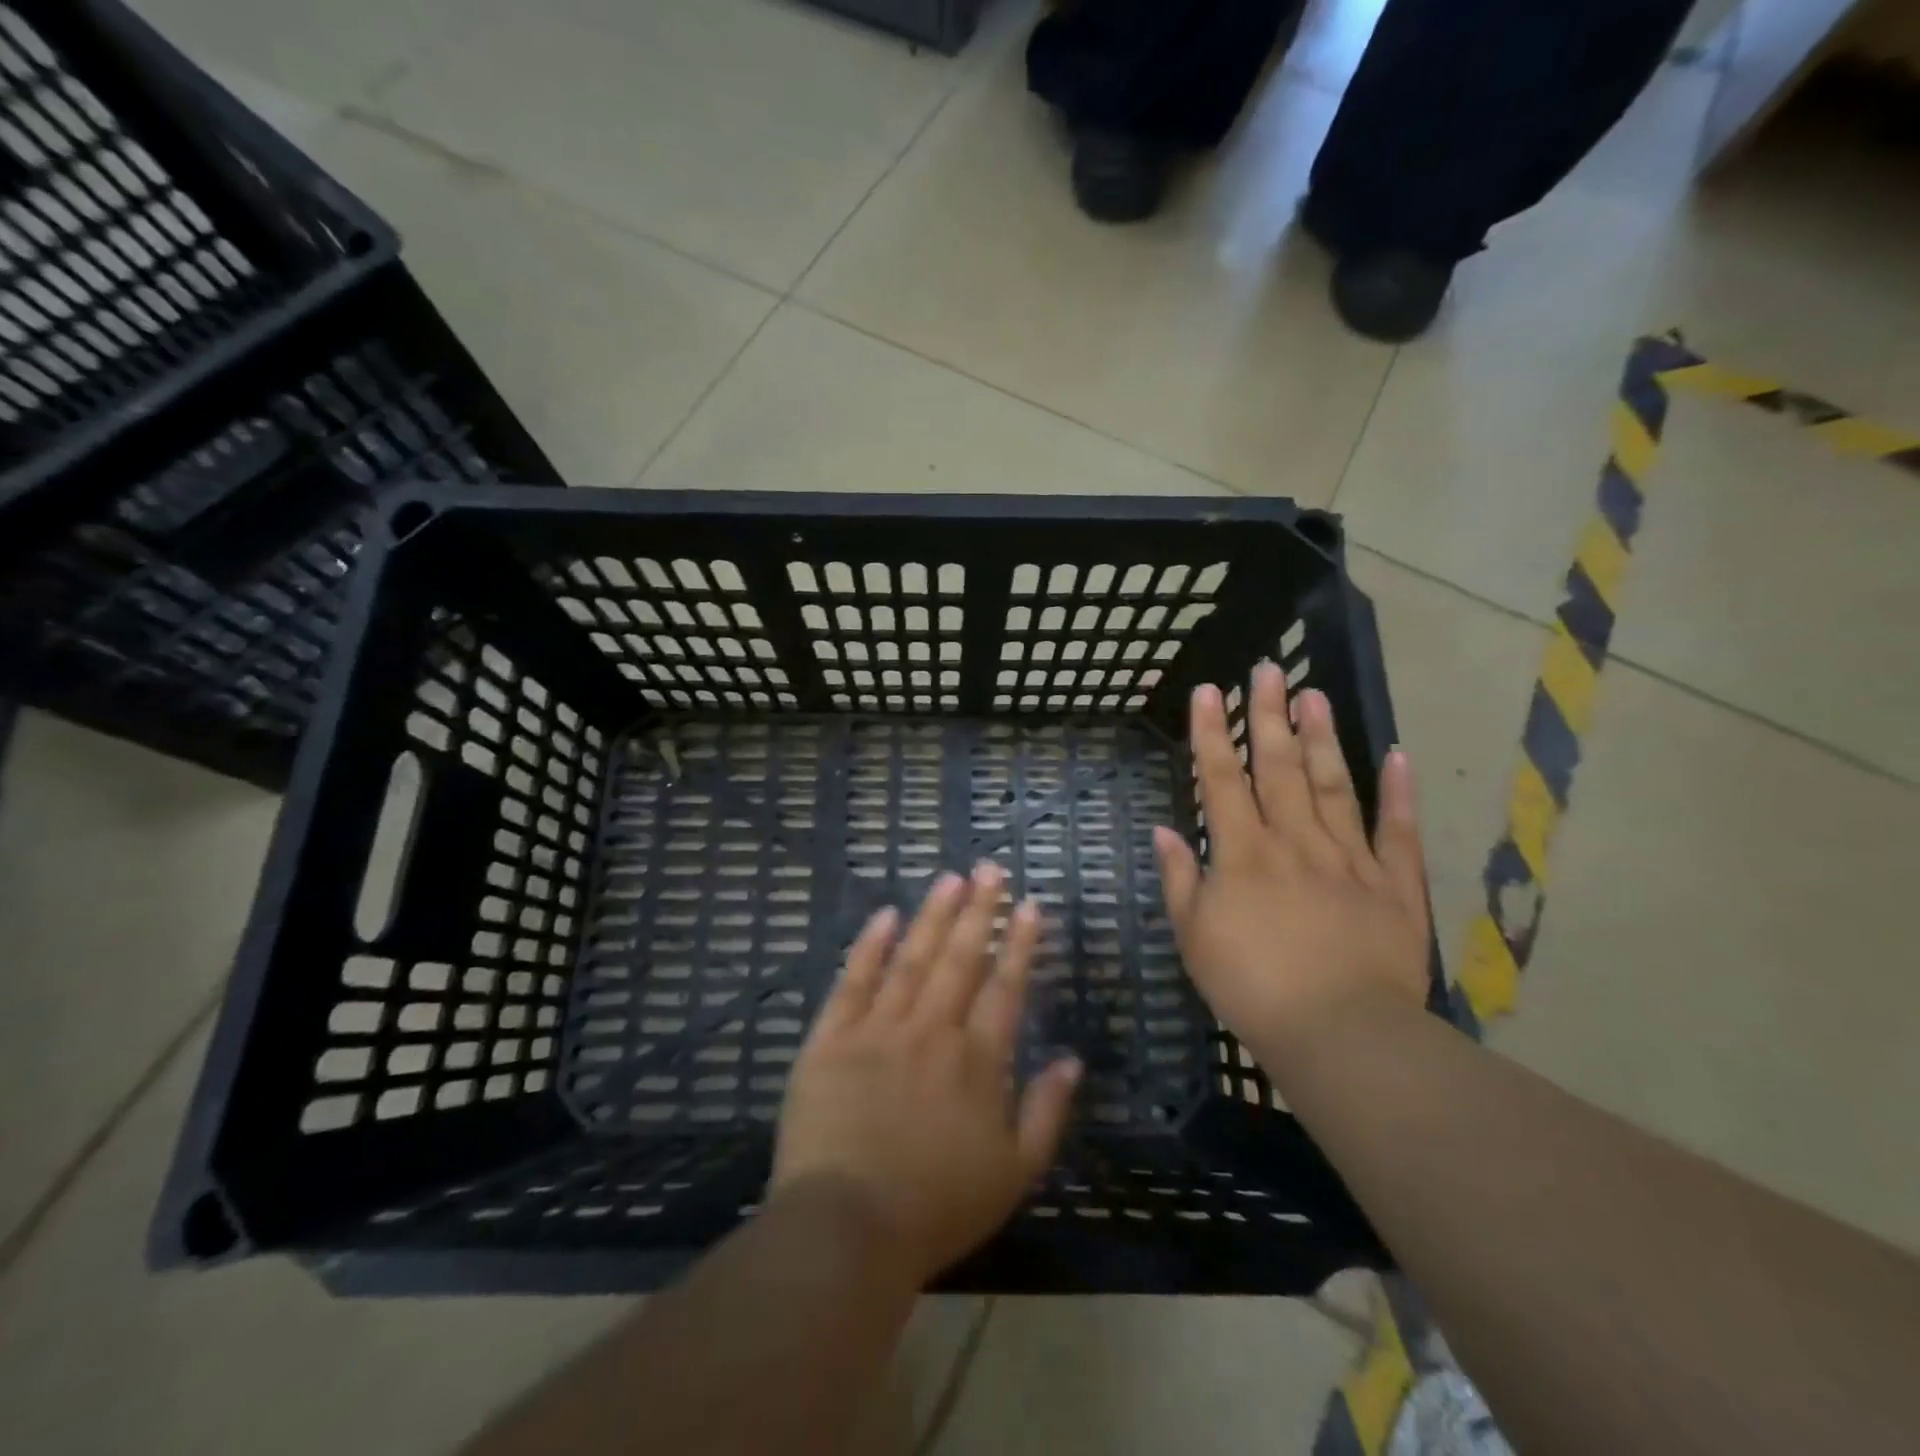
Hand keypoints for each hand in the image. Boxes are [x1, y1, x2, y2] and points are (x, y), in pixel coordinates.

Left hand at [771, 863, 1082, 1286]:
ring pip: (912, 958)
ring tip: (950, 878)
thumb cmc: (937, 1207)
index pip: (1005, 987)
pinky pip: (853, 981)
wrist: (847, 1228)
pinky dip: (870, 946)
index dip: (1020, 943)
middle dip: (979, 910)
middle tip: (990, 869)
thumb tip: (1071, 1058)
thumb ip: (1047, 1112)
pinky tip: (885, 914)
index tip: (1030, 905)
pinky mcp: (831, 1038)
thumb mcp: (1014, 1174)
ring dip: (933, 915)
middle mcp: (932, 1031)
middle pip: (960, 959)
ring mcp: (878, 1029)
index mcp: (977, 1061)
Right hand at [1152, 662, 1430, 1066]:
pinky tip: (1396, 754)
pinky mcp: (1395, 884)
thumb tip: (1165, 831)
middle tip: (1267, 668)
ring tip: (1314, 693)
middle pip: (1280, 767)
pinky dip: (1399, 791)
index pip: (1222, 778)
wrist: (1340, 1034)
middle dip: (1268, 715)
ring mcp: (1349, 858)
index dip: (1212, 732)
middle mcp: (1295, 841)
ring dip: (1322, 736)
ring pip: (1334, 784)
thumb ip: (1180, 879)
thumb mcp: (1194, 937)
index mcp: (1243, 853)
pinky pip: (1397, 830)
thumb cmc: (1252, 987)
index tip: (1208, 691)